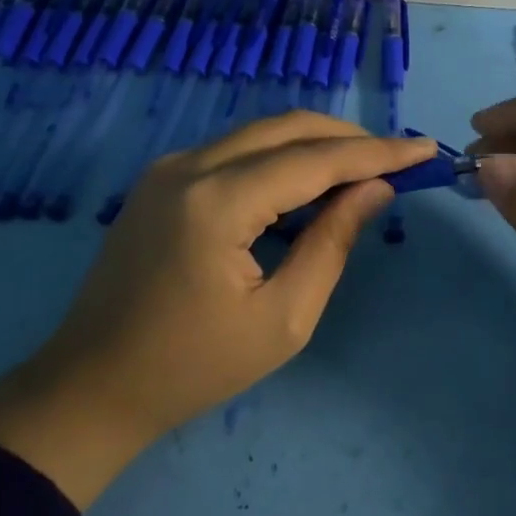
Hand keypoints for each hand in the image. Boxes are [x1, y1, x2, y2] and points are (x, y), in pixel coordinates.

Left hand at [0, 112, 434, 507]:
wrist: (91, 387)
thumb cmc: (193, 367)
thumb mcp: (282, 319)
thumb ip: (332, 243)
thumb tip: (376, 190)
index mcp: (218, 201)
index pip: (315, 159)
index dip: (376, 152)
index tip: (424, 149)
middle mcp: (190, 165)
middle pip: (288, 127)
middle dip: (349, 138)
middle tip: (397, 159)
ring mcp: (169, 168)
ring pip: (261, 133)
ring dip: (316, 144)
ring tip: (364, 170)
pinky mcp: (162, 180)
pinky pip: (236, 151)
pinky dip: (281, 157)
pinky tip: (308, 183)